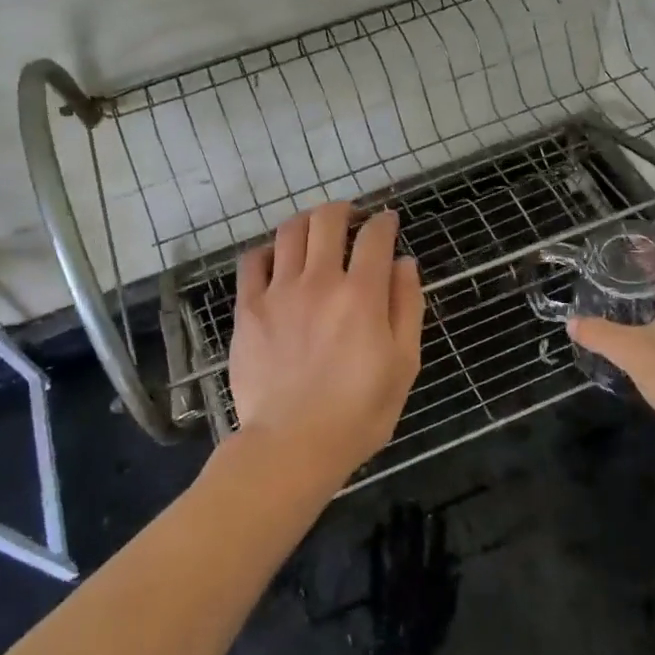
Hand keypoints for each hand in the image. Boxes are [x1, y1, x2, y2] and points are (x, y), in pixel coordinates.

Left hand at [227, 201, 423, 488]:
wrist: (292, 445)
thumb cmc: (359, 412)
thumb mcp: (403, 364)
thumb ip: (406, 306)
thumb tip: (404, 262)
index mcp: (361, 294)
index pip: (375, 236)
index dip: (384, 221)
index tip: (387, 221)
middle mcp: (319, 281)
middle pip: (328, 219)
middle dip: (344, 210)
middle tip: (351, 219)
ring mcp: (279, 292)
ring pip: (289, 231)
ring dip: (307, 222)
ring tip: (314, 232)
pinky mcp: (248, 308)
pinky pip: (252, 261)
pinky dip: (267, 250)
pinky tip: (276, 260)